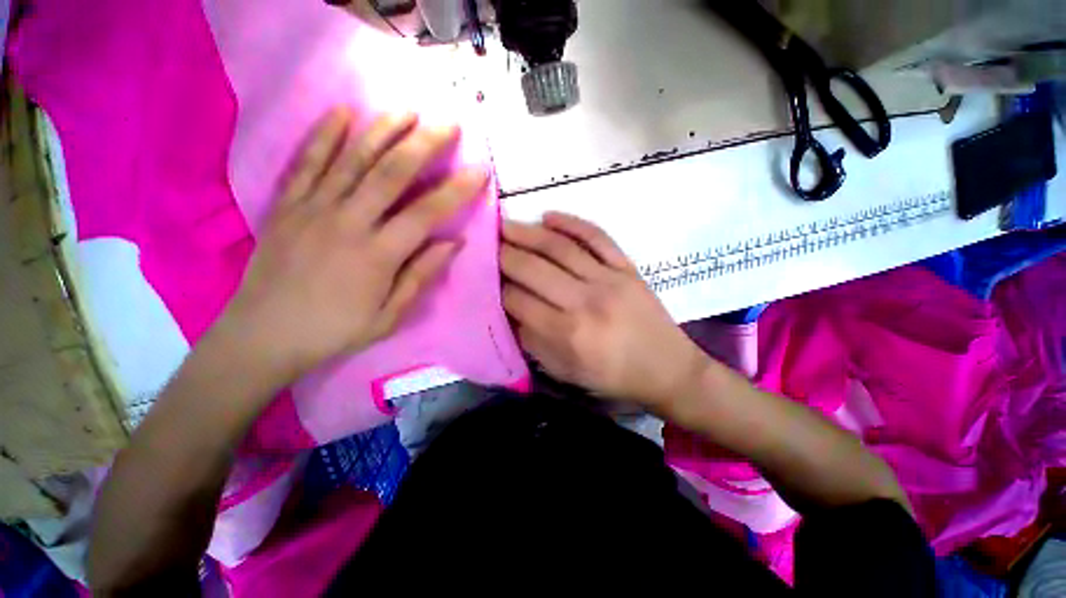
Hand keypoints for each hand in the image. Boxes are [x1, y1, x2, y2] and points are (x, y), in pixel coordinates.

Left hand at [210, 107, 487, 386]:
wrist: (263, 334)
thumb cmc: (335, 330)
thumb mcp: (389, 316)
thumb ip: (421, 275)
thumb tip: (454, 243)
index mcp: (377, 255)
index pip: (426, 213)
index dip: (457, 190)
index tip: (479, 171)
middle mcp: (347, 222)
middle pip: (391, 173)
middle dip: (424, 144)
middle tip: (448, 123)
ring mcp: (313, 208)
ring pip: (352, 159)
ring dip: (383, 130)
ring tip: (407, 110)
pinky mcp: (287, 205)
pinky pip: (307, 162)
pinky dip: (324, 135)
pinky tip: (343, 113)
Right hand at [501, 213, 709, 409]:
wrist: (668, 369)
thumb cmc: (613, 377)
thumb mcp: (565, 371)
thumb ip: (532, 341)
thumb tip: (507, 310)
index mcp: (568, 334)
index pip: (518, 301)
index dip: (496, 287)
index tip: (483, 276)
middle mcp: (585, 302)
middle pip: (533, 269)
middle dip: (503, 254)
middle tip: (486, 242)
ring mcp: (609, 279)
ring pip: (560, 248)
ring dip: (528, 233)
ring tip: (506, 224)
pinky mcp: (627, 267)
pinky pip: (597, 237)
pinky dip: (572, 223)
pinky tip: (548, 216)